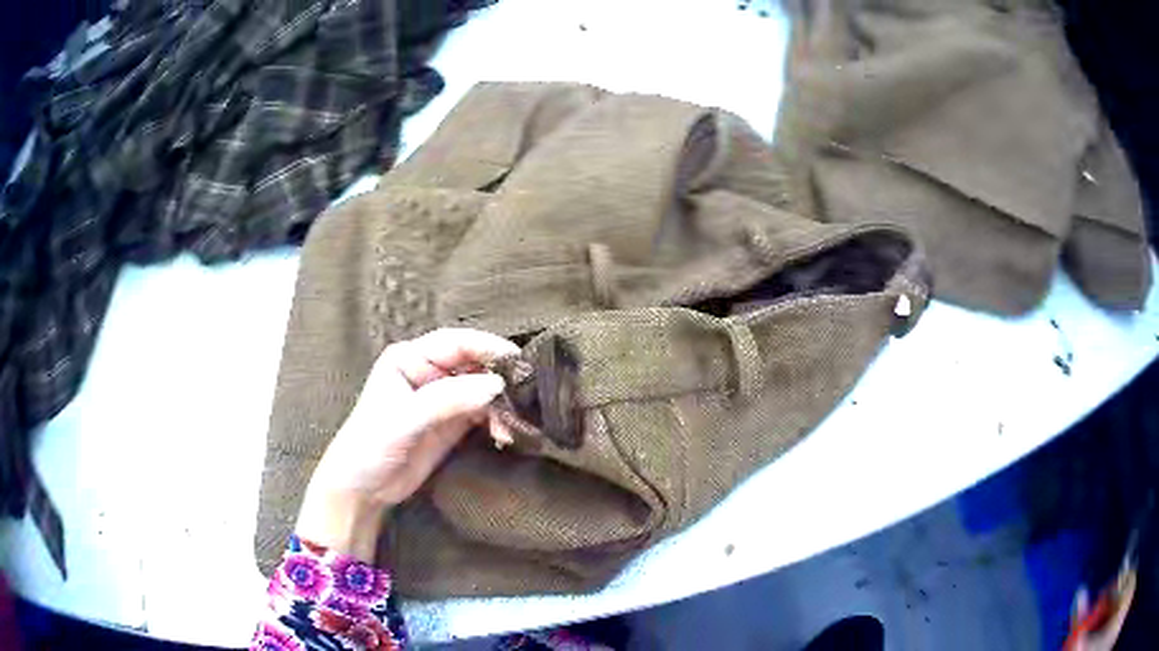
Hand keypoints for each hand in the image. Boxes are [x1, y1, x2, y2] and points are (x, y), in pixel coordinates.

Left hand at [295, 328, 518, 560]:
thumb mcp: (404, 419)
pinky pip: (483, 414)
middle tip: (525, 396)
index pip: (456, 343)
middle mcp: (429, 372)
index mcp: (410, 357)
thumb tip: (496, 385)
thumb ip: (447, 400)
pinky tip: (504, 435)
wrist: (362, 490)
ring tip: (512, 424)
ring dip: (501, 404)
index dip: (488, 347)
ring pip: (483, 390)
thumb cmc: (370, 445)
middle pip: (474, 364)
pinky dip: (497, 421)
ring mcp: (442, 399)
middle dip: (499, 378)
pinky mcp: (452, 424)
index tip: (517, 361)